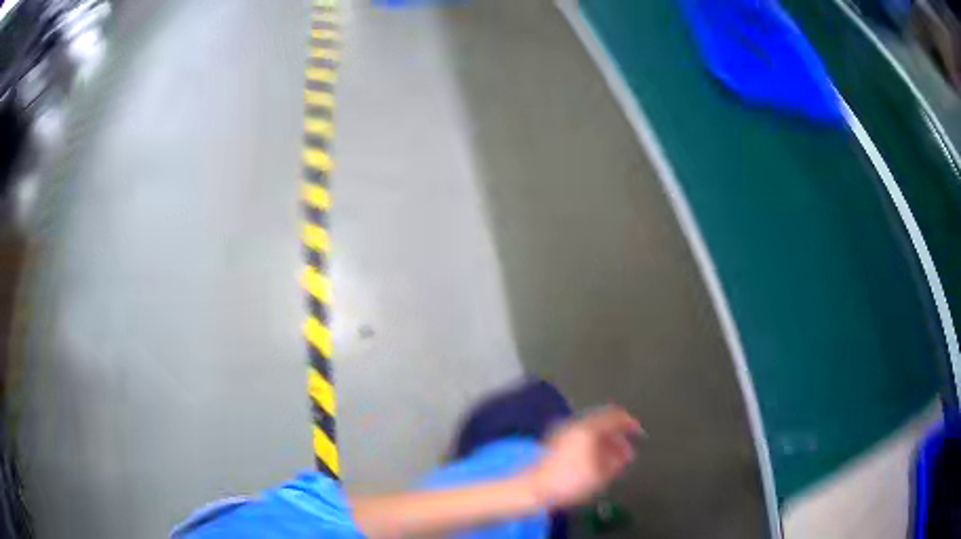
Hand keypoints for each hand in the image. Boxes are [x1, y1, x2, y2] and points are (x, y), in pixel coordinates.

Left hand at [520, 406, 641, 508]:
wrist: (534, 488)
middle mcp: (575, 425)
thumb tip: (626, 454)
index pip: (615, 416)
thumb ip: (618, 461)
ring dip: (605, 441)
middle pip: (602, 422)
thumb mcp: (601, 475)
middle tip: (627, 449)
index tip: (638, 432)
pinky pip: (581, 436)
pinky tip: (596, 459)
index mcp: (588, 428)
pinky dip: (593, 444)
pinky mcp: (556, 441)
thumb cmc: (569, 481)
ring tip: (614, 458)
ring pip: (591, 430)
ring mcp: (563, 432)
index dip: (629, 423)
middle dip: (617, 435)